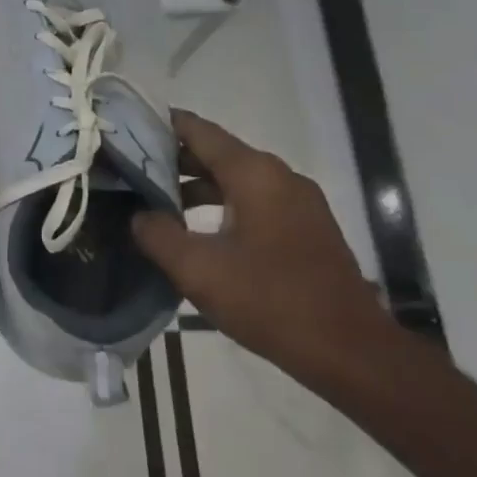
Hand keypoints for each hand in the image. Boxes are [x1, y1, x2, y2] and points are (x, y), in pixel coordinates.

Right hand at [132, 110, 390, 378]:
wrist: (350, 351)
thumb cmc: (269, 300)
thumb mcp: (198, 269)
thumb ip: (157, 234)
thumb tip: (139, 215)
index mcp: (254, 174)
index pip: (199, 131)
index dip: (161, 125)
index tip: (126, 128)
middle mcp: (279, 176)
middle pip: (217, 153)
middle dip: (173, 158)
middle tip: (129, 167)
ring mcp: (299, 202)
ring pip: (236, 179)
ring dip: (196, 185)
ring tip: (155, 200)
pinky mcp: (307, 227)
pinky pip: (255, 200)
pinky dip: (222, 203)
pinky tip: (197, 228)